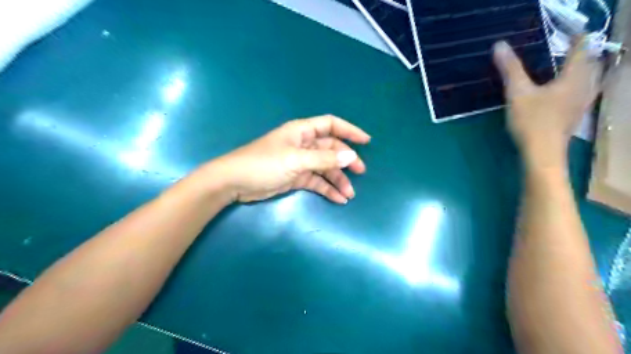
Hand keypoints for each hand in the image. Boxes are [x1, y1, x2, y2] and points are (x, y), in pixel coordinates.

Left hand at [205, 114, 370, 202]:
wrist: (234, 183)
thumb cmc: (263, 164)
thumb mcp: (295, 160)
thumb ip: (324, 158)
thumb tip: (351, 156)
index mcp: (302, 132)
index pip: (331, 125)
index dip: (349, 131)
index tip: (366, 142)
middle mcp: (303, 145)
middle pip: (331, 149)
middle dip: (346, 161)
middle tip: (360, 173)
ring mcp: (300, 162)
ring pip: (325, 168)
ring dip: (337, 180)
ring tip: (349, 194)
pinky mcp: (296, 177)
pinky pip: (316, 181)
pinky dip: (326, 189)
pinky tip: (337, 199)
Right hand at [492, 37, 600, 168]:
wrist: (542, 153)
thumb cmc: (532, 121)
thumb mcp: (517, 93)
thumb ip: (510, 69)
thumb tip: (499, 45)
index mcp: (573, 77)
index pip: (580, 49)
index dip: (575, 38)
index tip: (570, 31)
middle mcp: (584, 87)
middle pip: (590, 64)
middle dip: (581, 54)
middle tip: (569, 49)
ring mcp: (582, 103)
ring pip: (590, 80)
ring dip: (582, 70)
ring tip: (570, 68)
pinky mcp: (575, 116)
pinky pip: (583, 93)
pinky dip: (578, 86)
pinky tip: (568, 92)